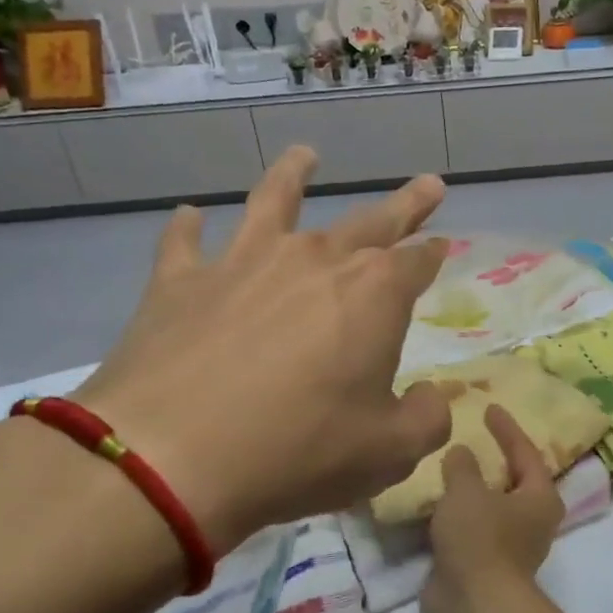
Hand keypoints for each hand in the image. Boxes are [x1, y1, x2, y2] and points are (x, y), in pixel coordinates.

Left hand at [71, 146, 451, 557]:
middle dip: (404, 204)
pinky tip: (190, 214)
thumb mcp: (389, 452)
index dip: (434, 253)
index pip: (417, 261)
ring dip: (294, 175)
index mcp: (374, 294)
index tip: (442, 245)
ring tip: (305, 155)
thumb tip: (431, 396)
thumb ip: (426, 419)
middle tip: (428, 184)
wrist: (170, 457)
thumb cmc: (298, 451)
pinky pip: (184, 242)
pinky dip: (188, 226)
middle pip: (370, 221)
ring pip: (274, 201)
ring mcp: (242, 261)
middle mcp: (314, 259)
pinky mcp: (180, 281)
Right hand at [425, 406, 566, 597]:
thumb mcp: (467, 491)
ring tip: (450, 465)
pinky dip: (458, 512)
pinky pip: (472, 527)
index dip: (507, 428)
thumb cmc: (480, 539)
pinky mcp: (484, 563)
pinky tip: (437, 500)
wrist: (472, 605)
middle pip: (514, 480)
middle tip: (474, 436)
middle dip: (495, 459)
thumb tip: (461, 453)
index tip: (490, 407)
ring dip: (474, 488)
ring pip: (492, 505)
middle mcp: (532, 520)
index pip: (526, 452)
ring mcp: (509, 545)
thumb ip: (463, 465)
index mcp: (540, 497)